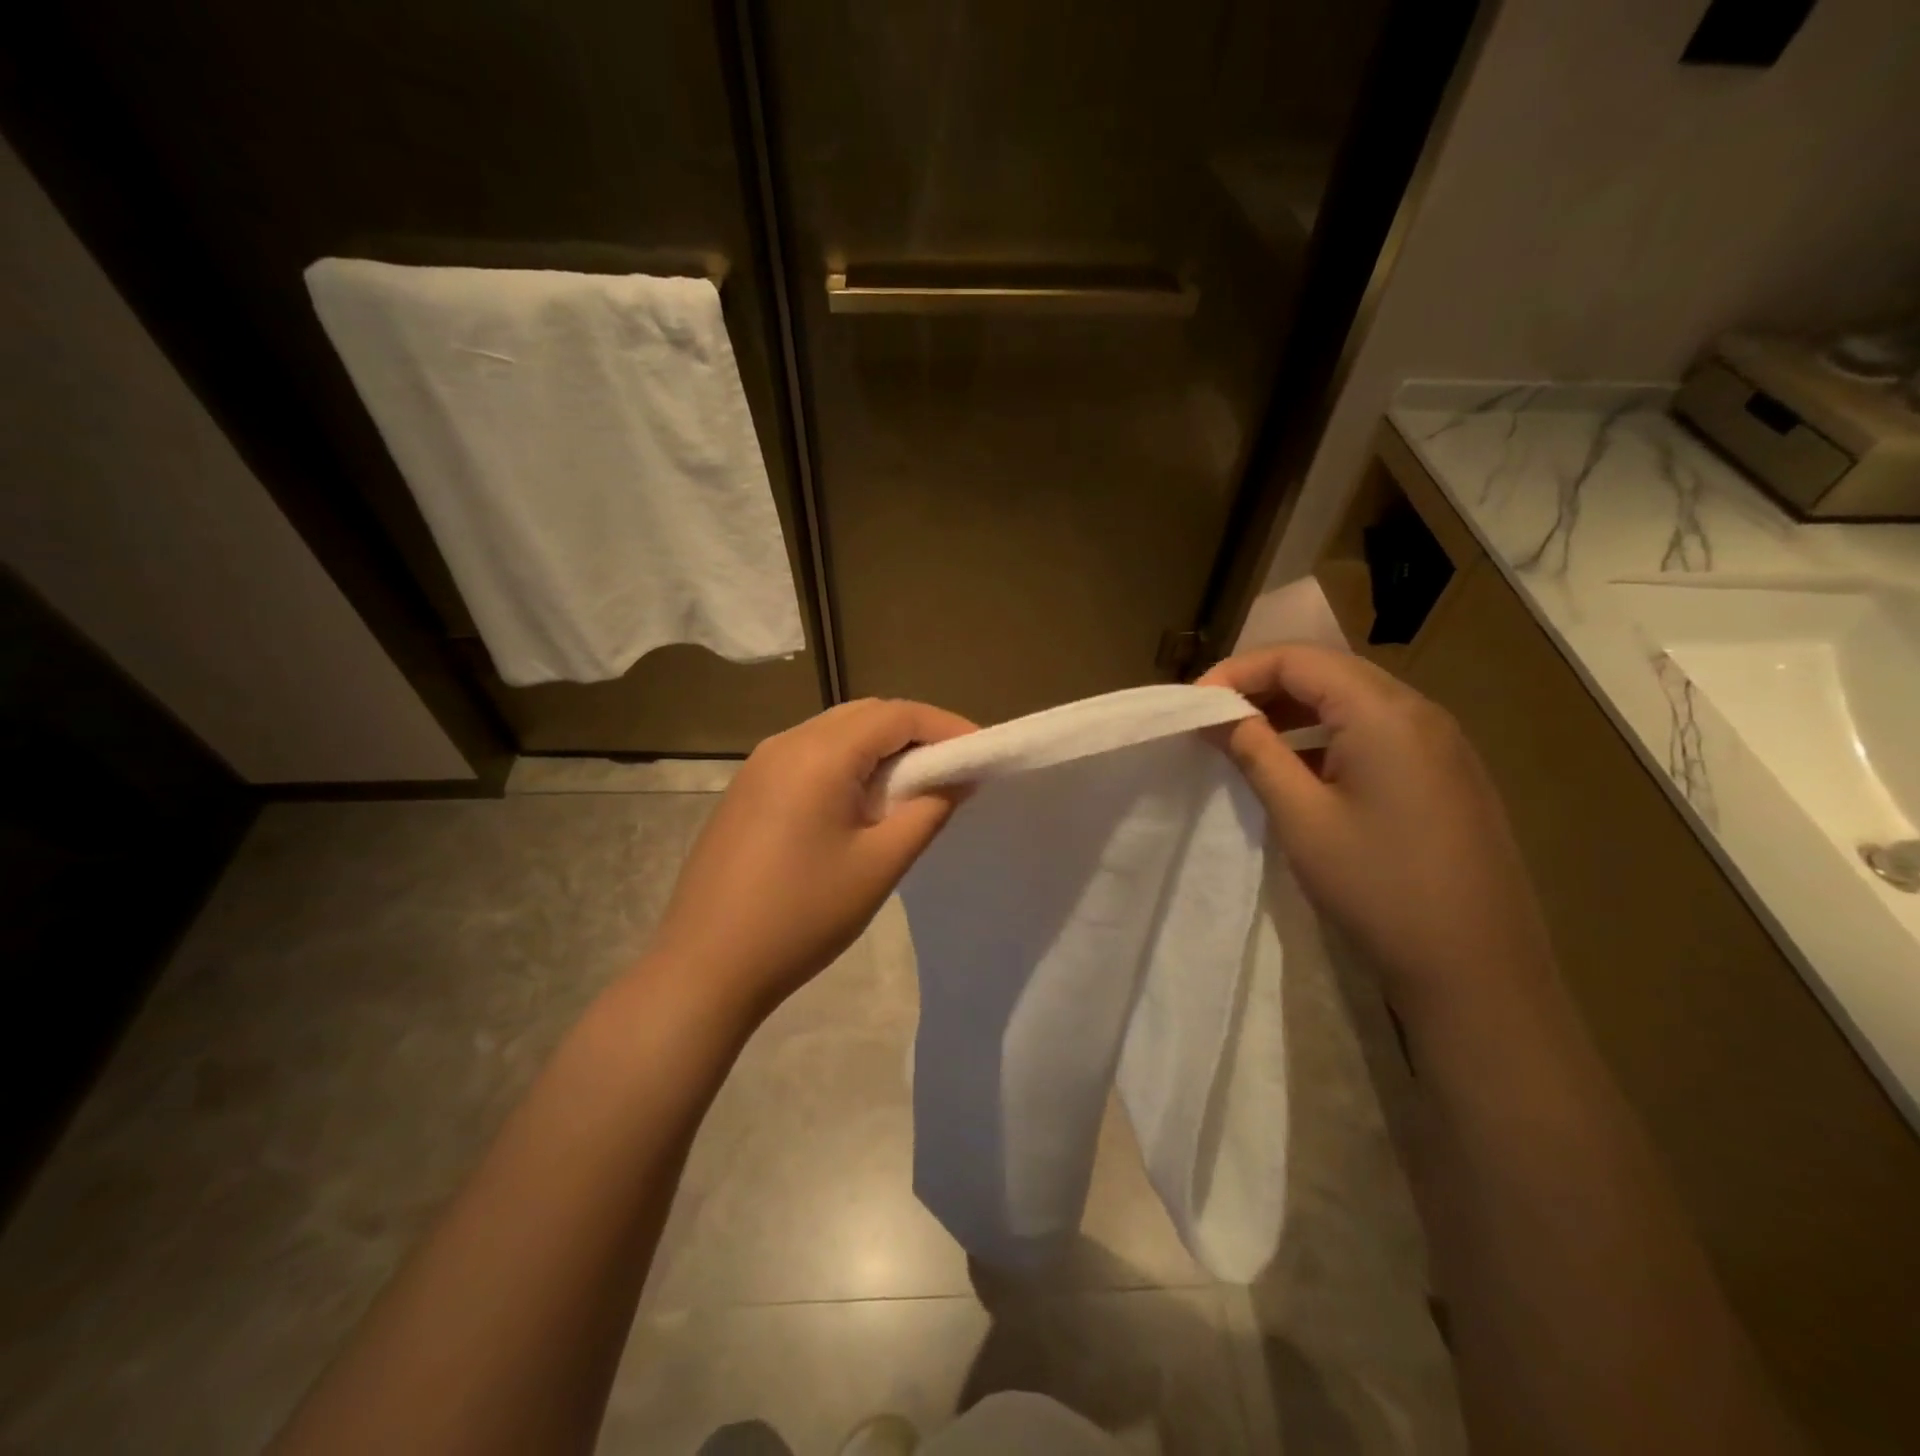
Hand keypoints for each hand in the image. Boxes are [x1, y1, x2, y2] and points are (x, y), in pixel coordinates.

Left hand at [647, 698, 975, 1019]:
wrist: (705, 967)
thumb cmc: (802, 916)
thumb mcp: (879, 864)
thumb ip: (928, 810)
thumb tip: (959, 776)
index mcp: (818, 754)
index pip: (896, 714)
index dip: (945, 726)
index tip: (981, 752)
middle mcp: (785, 743)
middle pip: (864, 715)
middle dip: (915, 732)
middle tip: (952, 768)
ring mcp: (759, 765)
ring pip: (835, 733)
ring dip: (880, 748)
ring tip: (914, 786)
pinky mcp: (747, 790)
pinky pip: (809, 756)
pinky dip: (847, 764)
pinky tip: (861, 802)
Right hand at [1198, 646, 1554, 1014]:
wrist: (1476, 969)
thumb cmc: (1378, 887)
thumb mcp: (1302, 817)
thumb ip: (1256, 752)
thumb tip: (1217, 714)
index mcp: (1385, 713)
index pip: (1299, 660)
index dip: (1239, 672)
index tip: (1196, 705)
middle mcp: (1420, 712)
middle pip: (1329, 672)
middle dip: (1265, 686)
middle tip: (1216, 718)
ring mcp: (1442, 743)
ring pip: (1354, 701)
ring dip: (1296, 710)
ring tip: (1249, 738)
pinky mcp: (1448, 774)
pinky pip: (1379, 731)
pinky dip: (1329, 734)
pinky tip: (1304, 767)